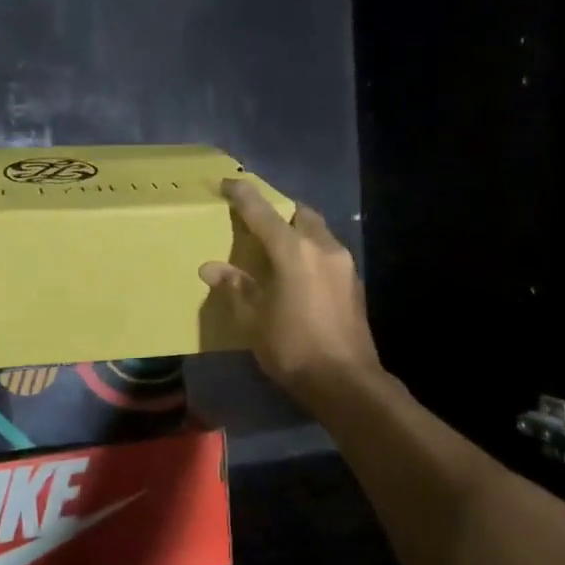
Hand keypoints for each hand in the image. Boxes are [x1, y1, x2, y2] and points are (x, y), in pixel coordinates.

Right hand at [200, 178, 380, 408]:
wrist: (346, 381)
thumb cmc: (293, 348)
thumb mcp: (253, 320)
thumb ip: (234, 288)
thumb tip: (210, 268)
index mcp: (293, 251)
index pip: (262, 212)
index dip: (243, 195)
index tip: (228, 183)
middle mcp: (322, 247)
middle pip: (299, 214)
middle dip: (279, 211)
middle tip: (258, 222)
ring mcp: (344, 264)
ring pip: (318, 232)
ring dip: (297, 232)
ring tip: (278, 248)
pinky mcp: (354, 283)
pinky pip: (328, 253)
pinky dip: (311, 252)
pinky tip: (299, 274)